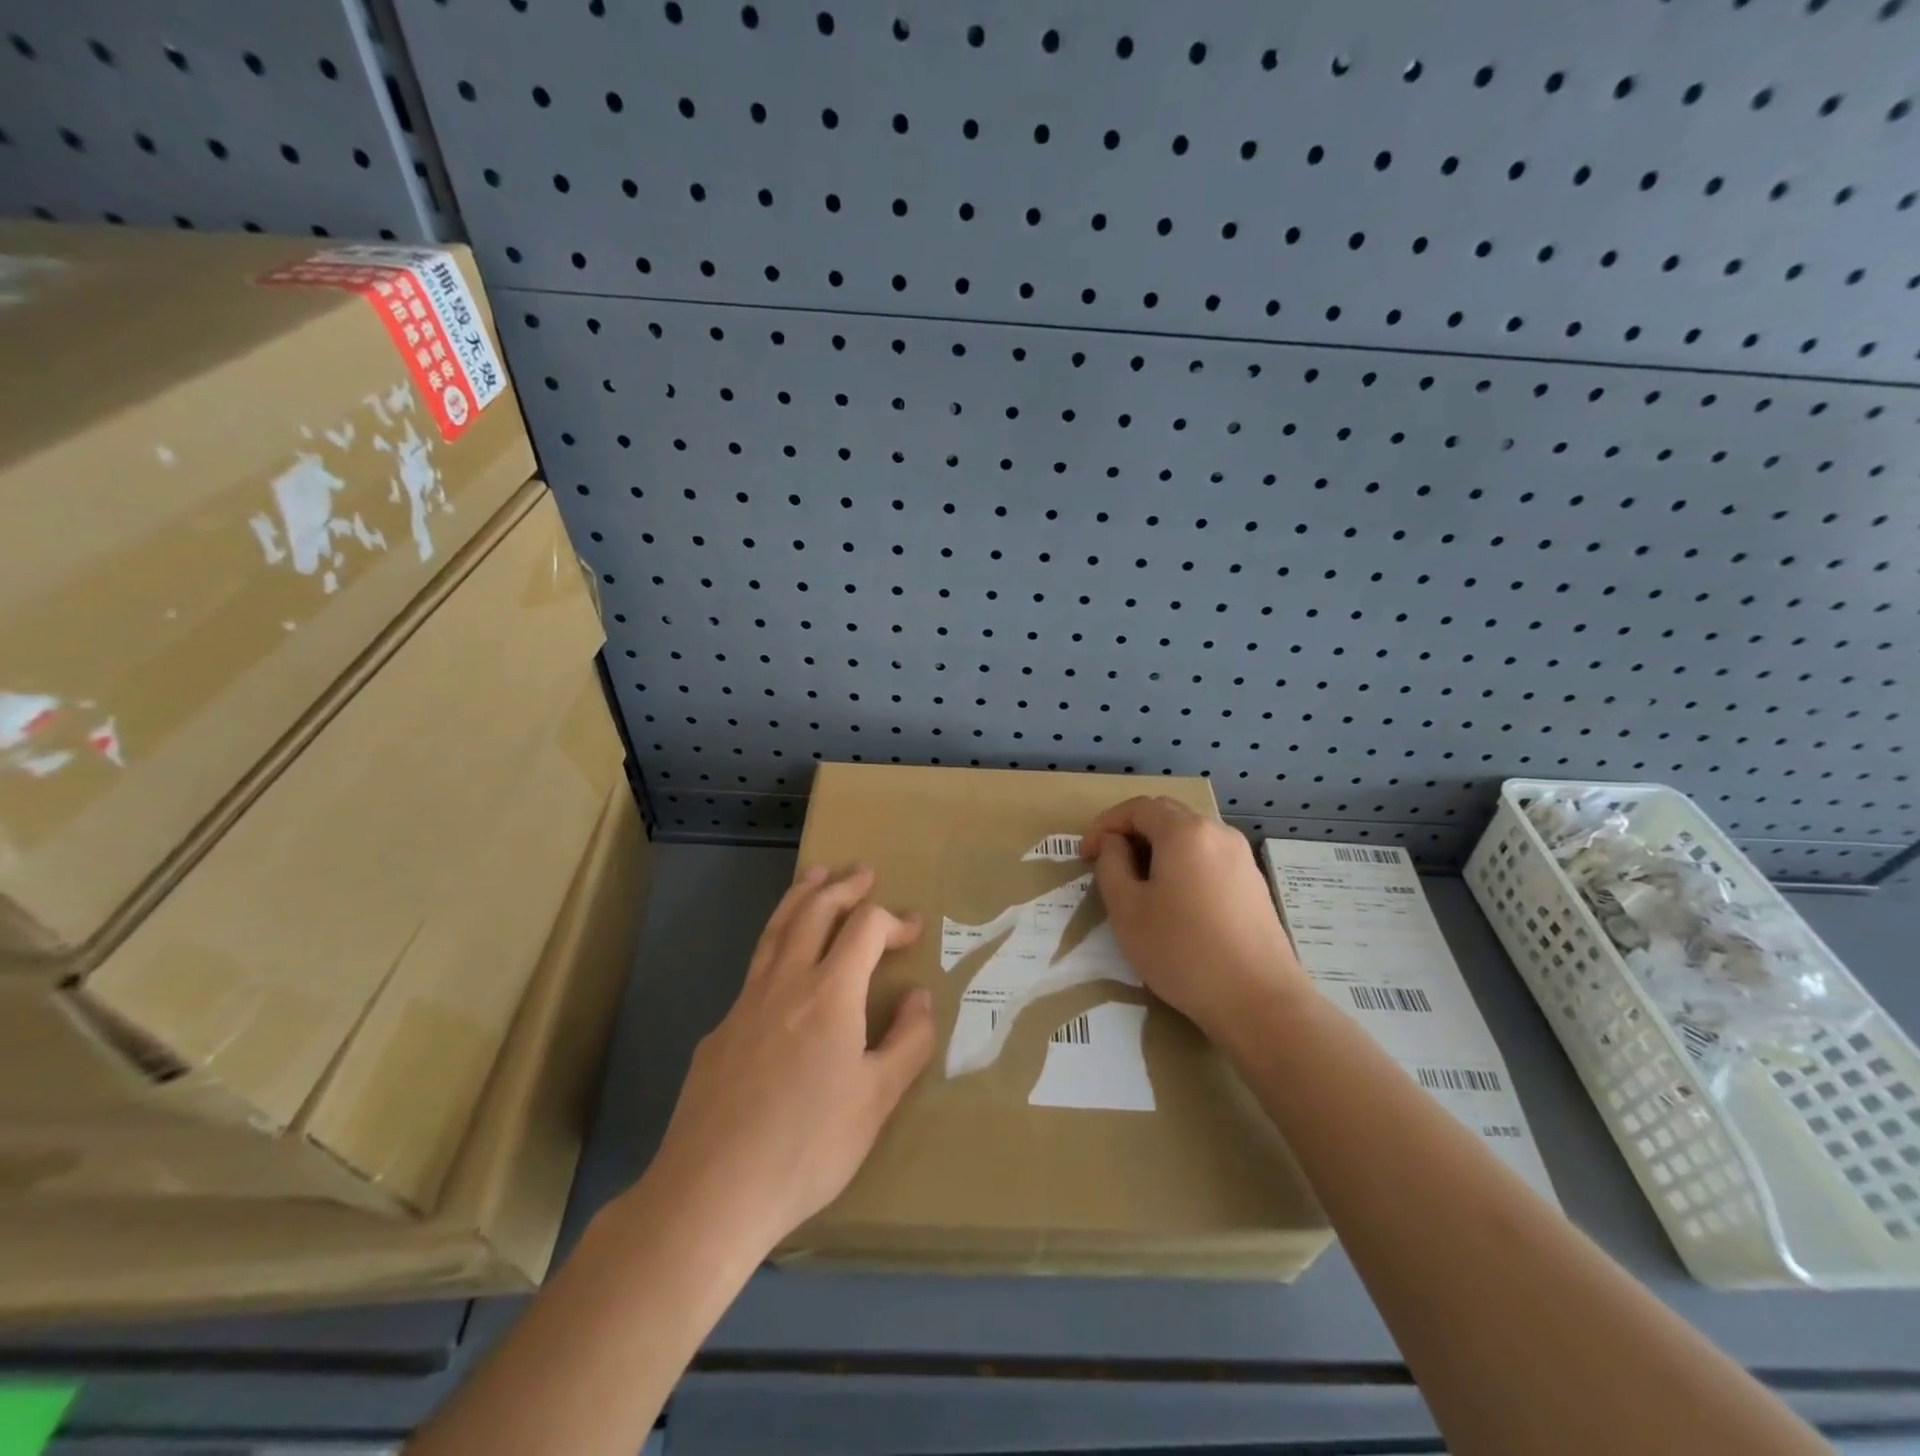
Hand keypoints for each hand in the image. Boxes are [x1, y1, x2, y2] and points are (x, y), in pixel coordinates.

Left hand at [645, 864, 935, 1255]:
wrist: (711, 1190)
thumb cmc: (808, 1146)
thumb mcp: (876, 1100)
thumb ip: (907, 1042)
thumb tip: (918, 996)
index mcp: (830, 993)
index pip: (865, 928)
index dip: (892, 920)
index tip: (912, 928)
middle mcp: (786, 982)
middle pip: (814, 911)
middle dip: (843, 886)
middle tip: (863, 872)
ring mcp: (745, 1003)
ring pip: (776, 929)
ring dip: (801, 896)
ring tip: (815, 875)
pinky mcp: (719, 1030)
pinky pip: (755, 969)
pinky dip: (776, 944)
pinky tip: (781, 966)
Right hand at [1082, 796, 1307, 1045]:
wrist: (1258, 1000)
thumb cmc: (1182, 951)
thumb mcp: (1127, 909)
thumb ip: (1111, 865)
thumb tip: (1115, 844)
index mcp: (1184, 832)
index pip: (1137, 807)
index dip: (1105, 825)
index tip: (1085, 854)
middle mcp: (1217, 832)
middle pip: (1166, 815)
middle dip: (1131, 832)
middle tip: (1107, 863)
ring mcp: (1241, 856)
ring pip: (1189, 836)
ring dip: (1157, 848)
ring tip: (1137, 883)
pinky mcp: (1253, 882)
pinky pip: (1208, 856)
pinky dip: (1182, 863)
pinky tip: (1174, 899)